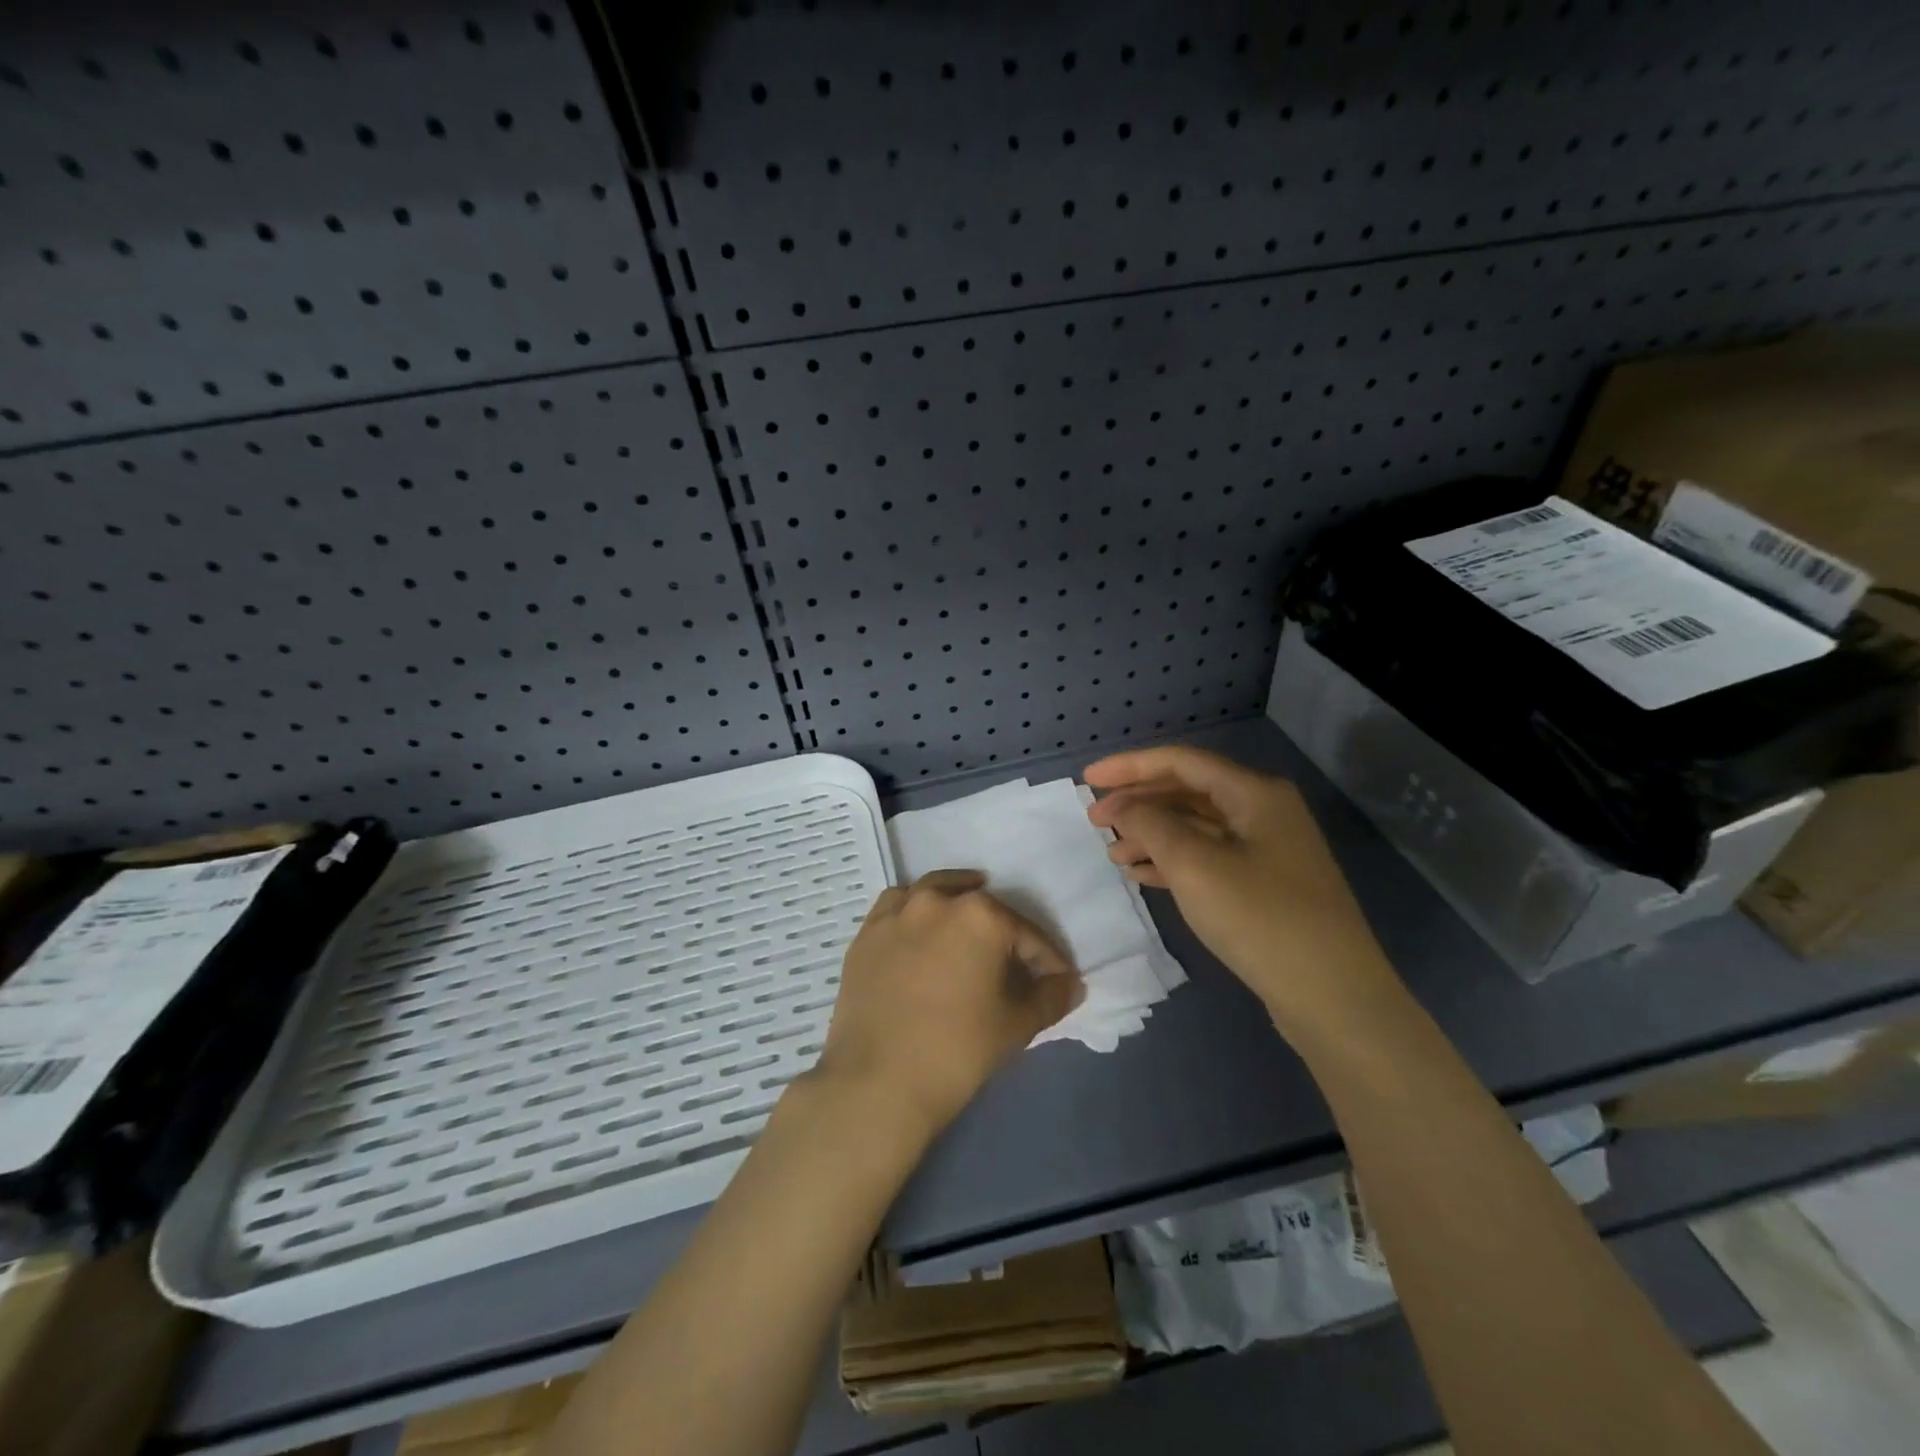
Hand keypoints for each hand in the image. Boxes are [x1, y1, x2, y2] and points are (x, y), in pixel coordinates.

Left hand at [814, 871, 1083, 1137]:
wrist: (876, 1083)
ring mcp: (897, 913)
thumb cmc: (956, 1051)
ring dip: (957, 902)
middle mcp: (937, 901)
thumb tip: (1070, 984)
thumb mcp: (1016, 1026)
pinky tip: (921, 929)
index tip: (1058, 981)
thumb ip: (1050, 997)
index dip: (1048, 960)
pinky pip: (897, 908)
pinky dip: (914, 911)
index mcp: (980, 915)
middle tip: (1016, 963)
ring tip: (970, 924)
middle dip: (1005, 933)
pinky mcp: (867, 933)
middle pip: (982, 909)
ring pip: (935, 893)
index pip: (1027, 935)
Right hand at [1084, 746, 1399, 1033]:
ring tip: (1113, 855)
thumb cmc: (1260, 919)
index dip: (1129, 766)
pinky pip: (1209, 857)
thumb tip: (1123, 806)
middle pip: (1188, 792)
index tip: (1087, 780)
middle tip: (1095, 820)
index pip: (1181, 762)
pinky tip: (1143, 875)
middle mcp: (1264, 812)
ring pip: (1197, 827)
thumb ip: (1150, 825)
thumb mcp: (1194, 865)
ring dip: (1152, 835)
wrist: (1333, 997)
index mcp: (1254, 793)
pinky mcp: (1266, 885)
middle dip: (1139, 802)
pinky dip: (1173, 861)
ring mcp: (1268, 850)